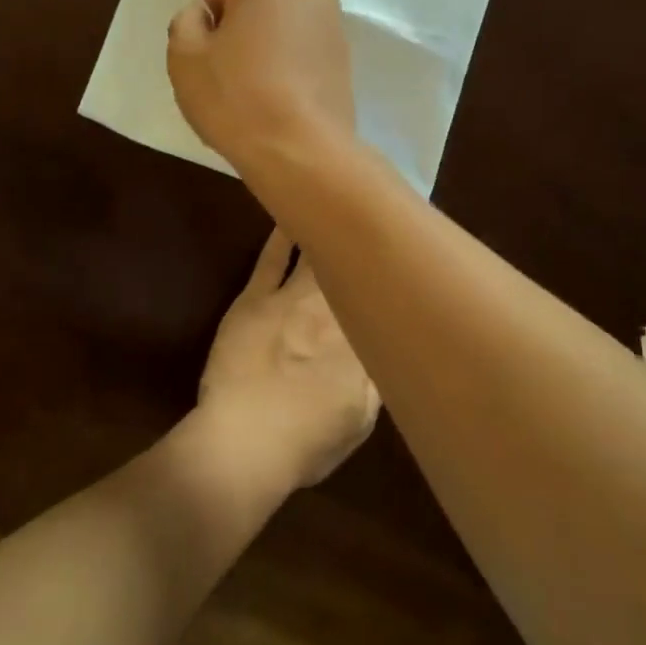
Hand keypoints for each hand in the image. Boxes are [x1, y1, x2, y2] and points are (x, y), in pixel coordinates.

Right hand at [167, 0, 356, 179]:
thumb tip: (203, 15)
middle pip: (255, 11)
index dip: (206, 31)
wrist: (300, 151)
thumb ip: (186, 21)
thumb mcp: (184, 55)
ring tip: (256, 98)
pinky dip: (289, 74)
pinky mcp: (347, 63)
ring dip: (266, 55)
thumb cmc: (235, 96)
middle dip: (240, 38)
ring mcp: (335, 28)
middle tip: (228, 81)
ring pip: (282, 35)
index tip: (209, 64)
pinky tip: (280, 107)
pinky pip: (304, 59)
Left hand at [196, 229, 380, 488]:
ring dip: (327, 231)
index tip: (399, 257)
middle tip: (373, 215)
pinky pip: (271, 259)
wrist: (246, 442)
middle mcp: (331, 310)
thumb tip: (388, 345)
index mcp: (361, 340)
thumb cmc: (306, 440)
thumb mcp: (361, 420)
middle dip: (361, 244)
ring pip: (315, 256)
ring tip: (338, 202)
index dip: (388, 277)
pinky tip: (291, 214)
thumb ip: (378, 377)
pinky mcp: (255, 298)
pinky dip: (283, 236)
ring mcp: (291, 300)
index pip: (378, 299)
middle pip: (349, 269)